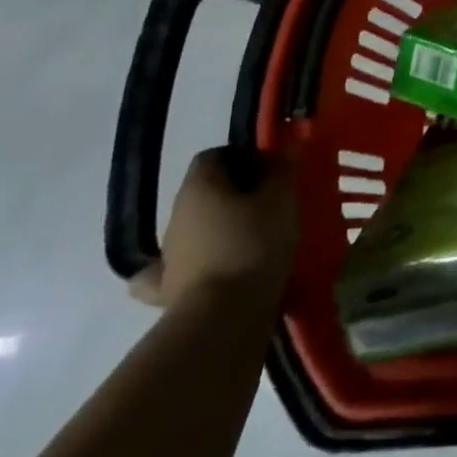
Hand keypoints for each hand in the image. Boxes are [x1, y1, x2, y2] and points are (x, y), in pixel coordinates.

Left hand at [129, 146, 298, 311]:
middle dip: (236, 192)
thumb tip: (287, 142)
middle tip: (271, 202)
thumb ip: (284, 169)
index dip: (244, 156)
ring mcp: (169, 253)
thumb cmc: (255, 244)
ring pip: (196, 227)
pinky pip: (177, 269)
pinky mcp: (168, 288)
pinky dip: (193, 265)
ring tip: (257, 238)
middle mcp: (176, 214)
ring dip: (220, 226)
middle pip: (205, 191)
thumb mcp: (282, 199)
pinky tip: (210, 269)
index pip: (214, 155)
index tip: (272, 169)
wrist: (224, 314)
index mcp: (199, 187)